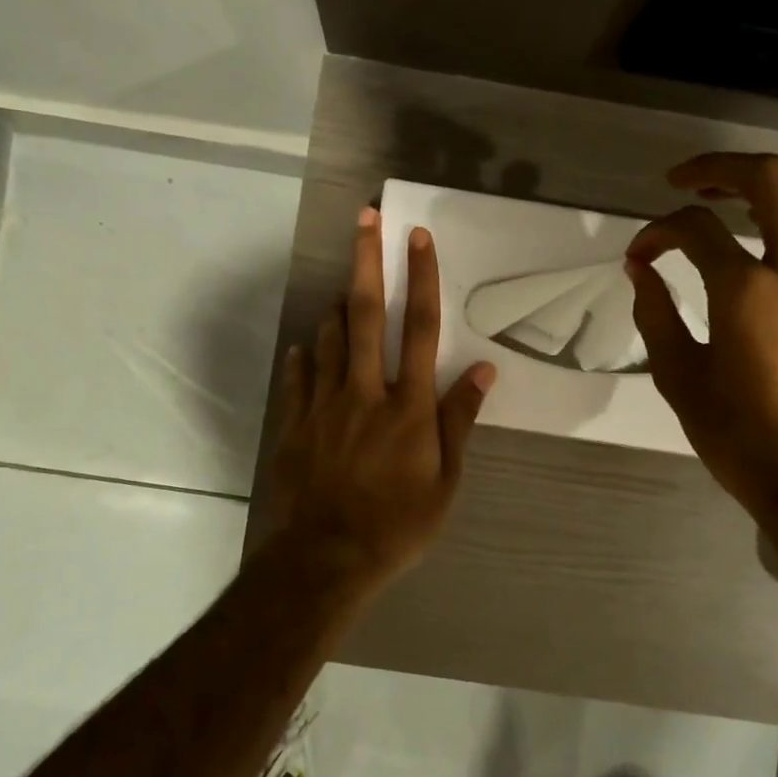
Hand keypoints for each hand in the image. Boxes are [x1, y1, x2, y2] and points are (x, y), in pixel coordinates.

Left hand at [268, 207, 494, 590]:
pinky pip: (299, 377)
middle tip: (364, 219)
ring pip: (330, 338)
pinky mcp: (295, 424)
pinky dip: (305, 357)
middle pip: (367, 315)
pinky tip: (306, 348)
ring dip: (340, 307)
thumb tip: (482, 370)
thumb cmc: (398, 524)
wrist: (326, 558)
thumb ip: (460, 421)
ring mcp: (324, 405)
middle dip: (367, 261)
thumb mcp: (445, 481)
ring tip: (347, 289)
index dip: (422, 279)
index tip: (418, 238)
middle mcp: (366, 392)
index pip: (420, 328)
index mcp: (409, 406)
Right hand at [626, 153, 777, 525]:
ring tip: (723, 208)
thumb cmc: (738, 434)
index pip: (696, 228)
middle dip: (723, 168)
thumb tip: (641, 270)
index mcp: (748, 289)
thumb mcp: (679, 376)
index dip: (658, 230)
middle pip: (773, 180)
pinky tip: (758, 250)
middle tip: (684, 182)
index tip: (638, 254)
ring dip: (762, 193)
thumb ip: (655, 313)